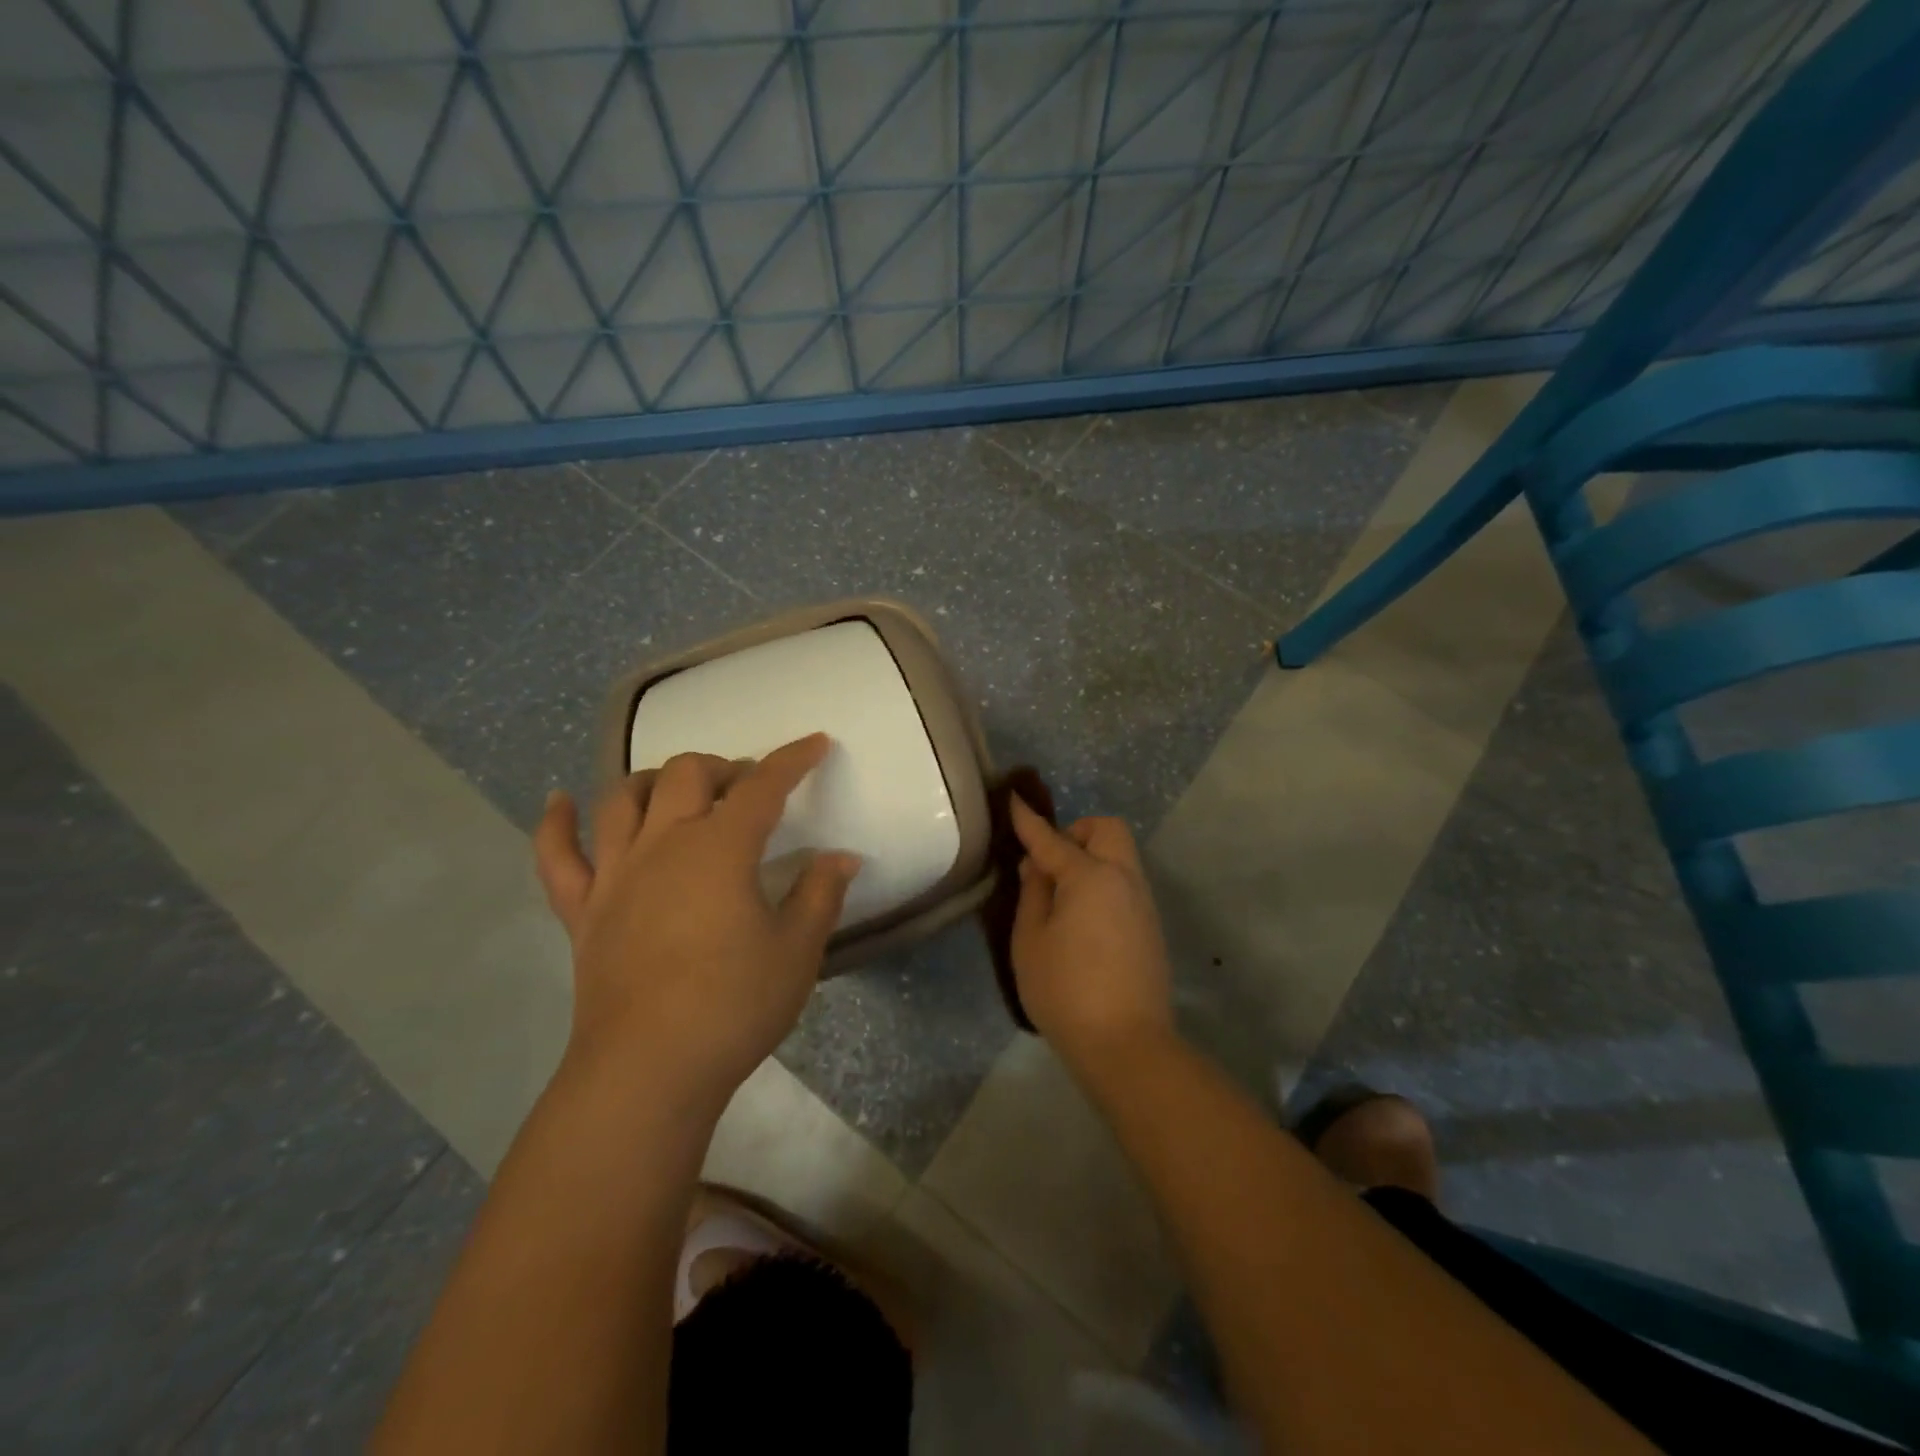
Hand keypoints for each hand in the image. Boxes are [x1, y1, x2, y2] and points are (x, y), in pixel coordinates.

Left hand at [534, 734, 860, 1113]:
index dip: (792, 759)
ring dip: (655, 781)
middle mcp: (663, 845)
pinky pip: (557, 856)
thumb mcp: (797, 951)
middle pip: (687, 774)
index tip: (815, 743)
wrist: (648, 1071)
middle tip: (749, 789)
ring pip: (623, 799)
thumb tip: (841, 857)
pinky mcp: (582, 910)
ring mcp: (615, 875)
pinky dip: (555, 823)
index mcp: (720, 849)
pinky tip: (559, 801)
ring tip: (679, 790)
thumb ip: (820, 895)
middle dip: (724, 767)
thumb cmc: (734, 1007)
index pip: (763, 786)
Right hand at [1009, 797, 1174, 1067]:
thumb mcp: (1031, 941)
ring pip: (1120, 856)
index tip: (1014, 799)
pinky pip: (1125, 884)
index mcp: (1090, 876)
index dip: (1029, 820)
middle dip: (1077, 833)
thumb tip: (1038, 866)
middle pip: (1106, 830)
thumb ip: (1033, 894)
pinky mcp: (1151, 927)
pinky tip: (1083, 920)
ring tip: (1062, 896)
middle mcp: (1123, 879)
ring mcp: (1143, 903)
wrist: (1126, 1045)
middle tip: (1050, 863)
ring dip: (1091, 859)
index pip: (1052, 838)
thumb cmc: (1066, 991)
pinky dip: (1103, 883)